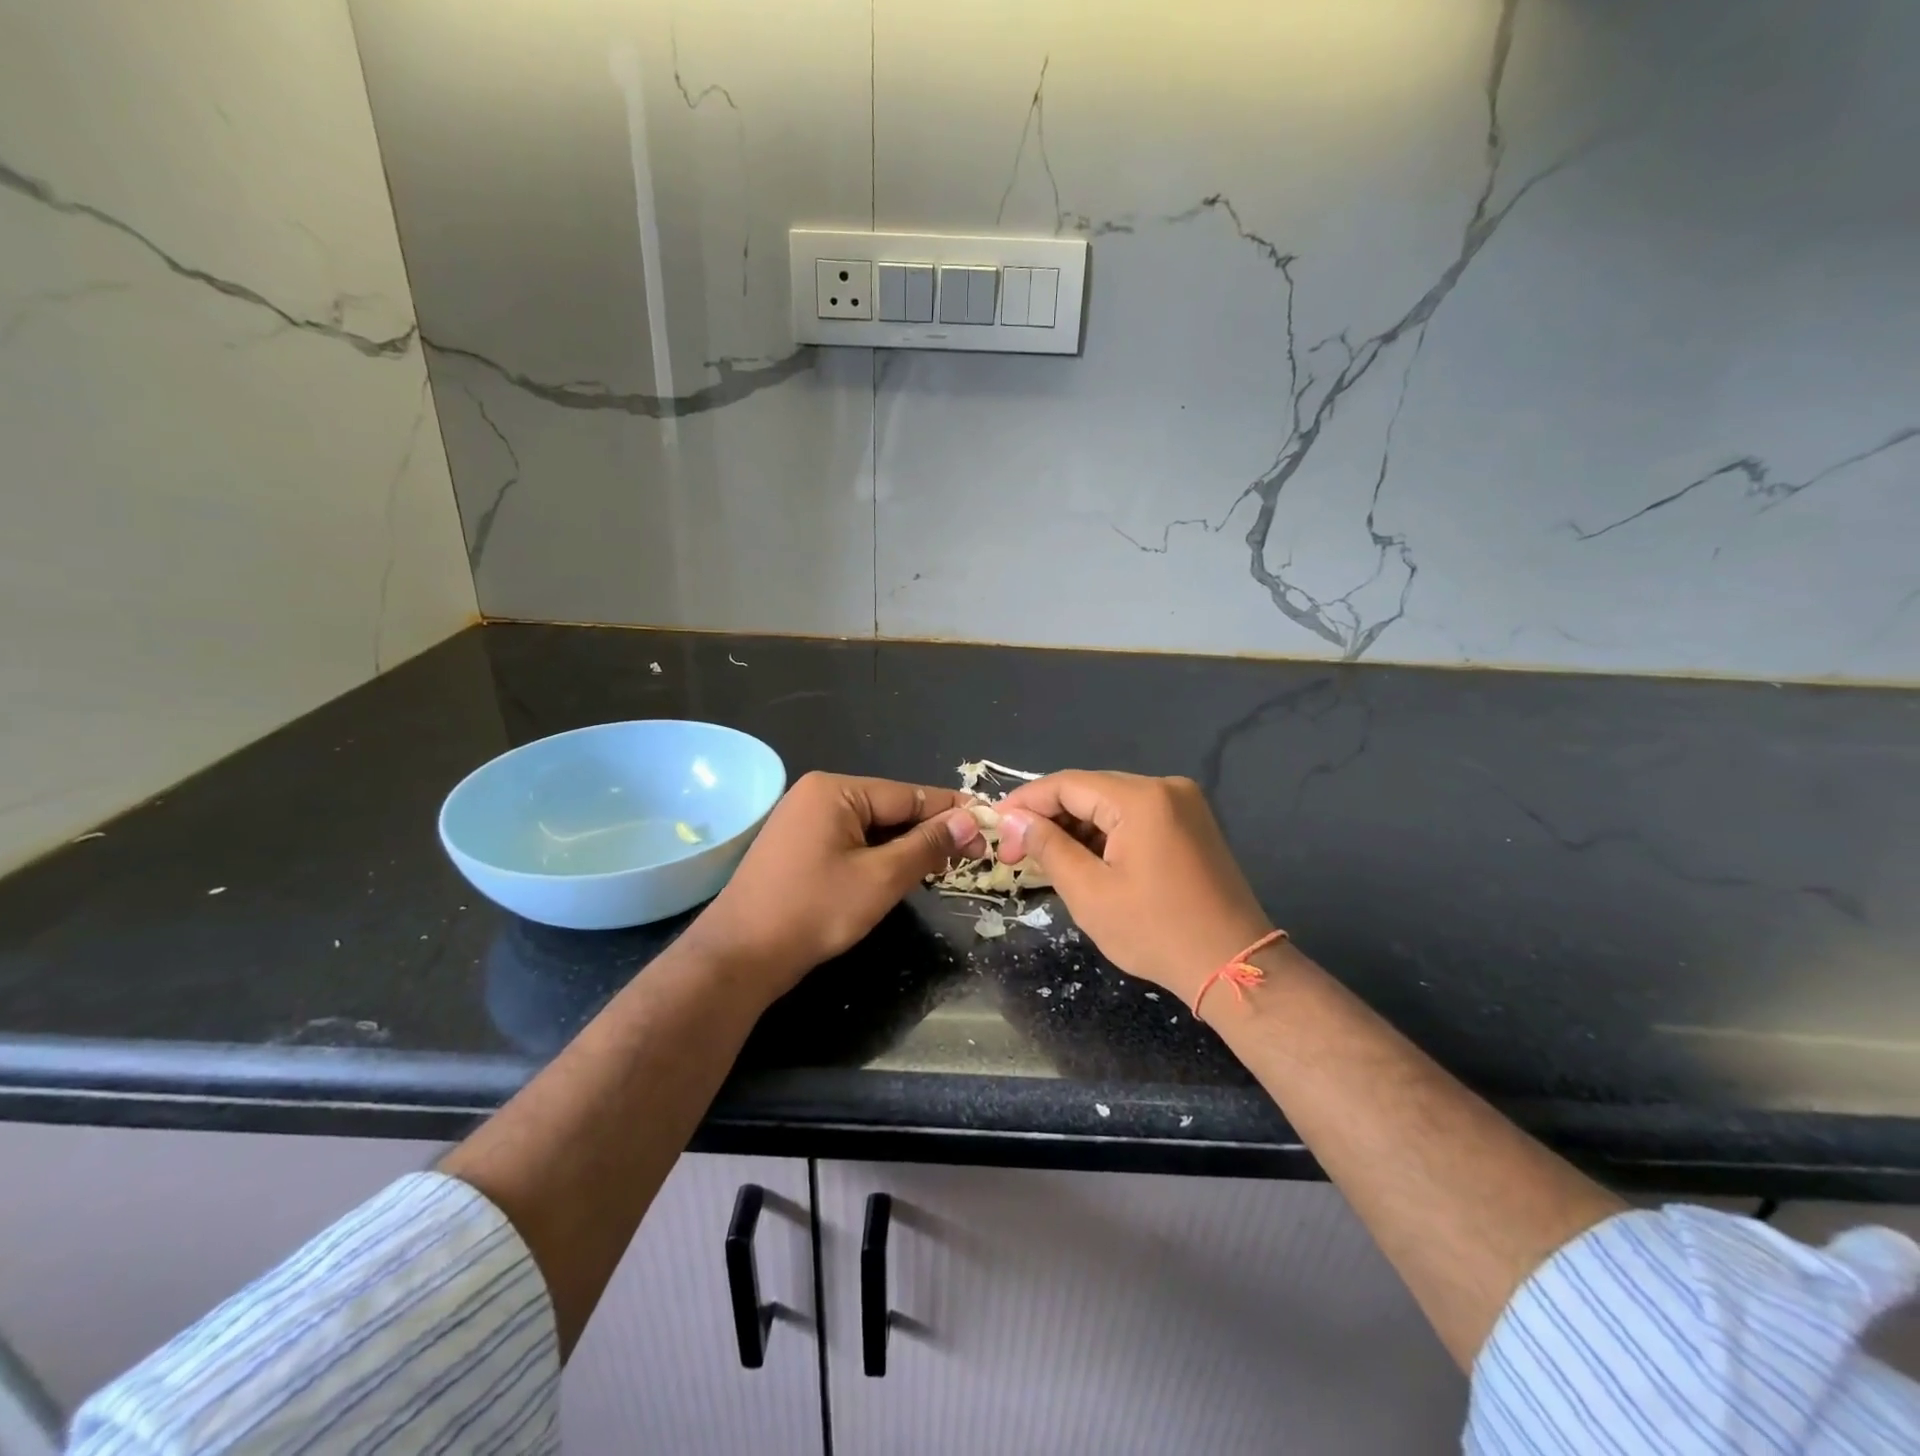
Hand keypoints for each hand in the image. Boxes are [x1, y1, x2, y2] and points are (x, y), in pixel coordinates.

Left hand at [685, 771, 985, 1000]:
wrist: (739, 957)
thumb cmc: (813, 911)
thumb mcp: (881, 878)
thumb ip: (927, 845)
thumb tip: (968, 821)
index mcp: (835, 789)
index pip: (908, 794)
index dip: (951, 812)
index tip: (989, 826)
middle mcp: (817, 794)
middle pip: (889, 808)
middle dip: (928, 832)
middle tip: (970, 854)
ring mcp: (803, 820)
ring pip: (871, 828)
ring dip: (905, 847)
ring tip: (943, 866)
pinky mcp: (798, 847)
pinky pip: (850, 842)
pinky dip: (877, 857)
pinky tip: (900, 874)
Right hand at [995, 771, 1273, 1005]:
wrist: (1233, 965)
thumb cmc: (1156, 932)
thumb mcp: (1089, 893)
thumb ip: (1048, 847)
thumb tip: (1014, 820)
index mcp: (1141, 798)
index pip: (1067, 783)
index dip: (1026, 801)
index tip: (996, 824)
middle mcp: (1165, 787)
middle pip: (1090, 789)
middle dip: (1049, 816)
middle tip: (1016, 848)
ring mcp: (1183, 804)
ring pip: (1111, 803)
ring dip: (1076, 825)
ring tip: (1044, 857)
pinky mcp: (1191, 823)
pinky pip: (1135, 815)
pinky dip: (1105, 833)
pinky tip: (1083, 858)